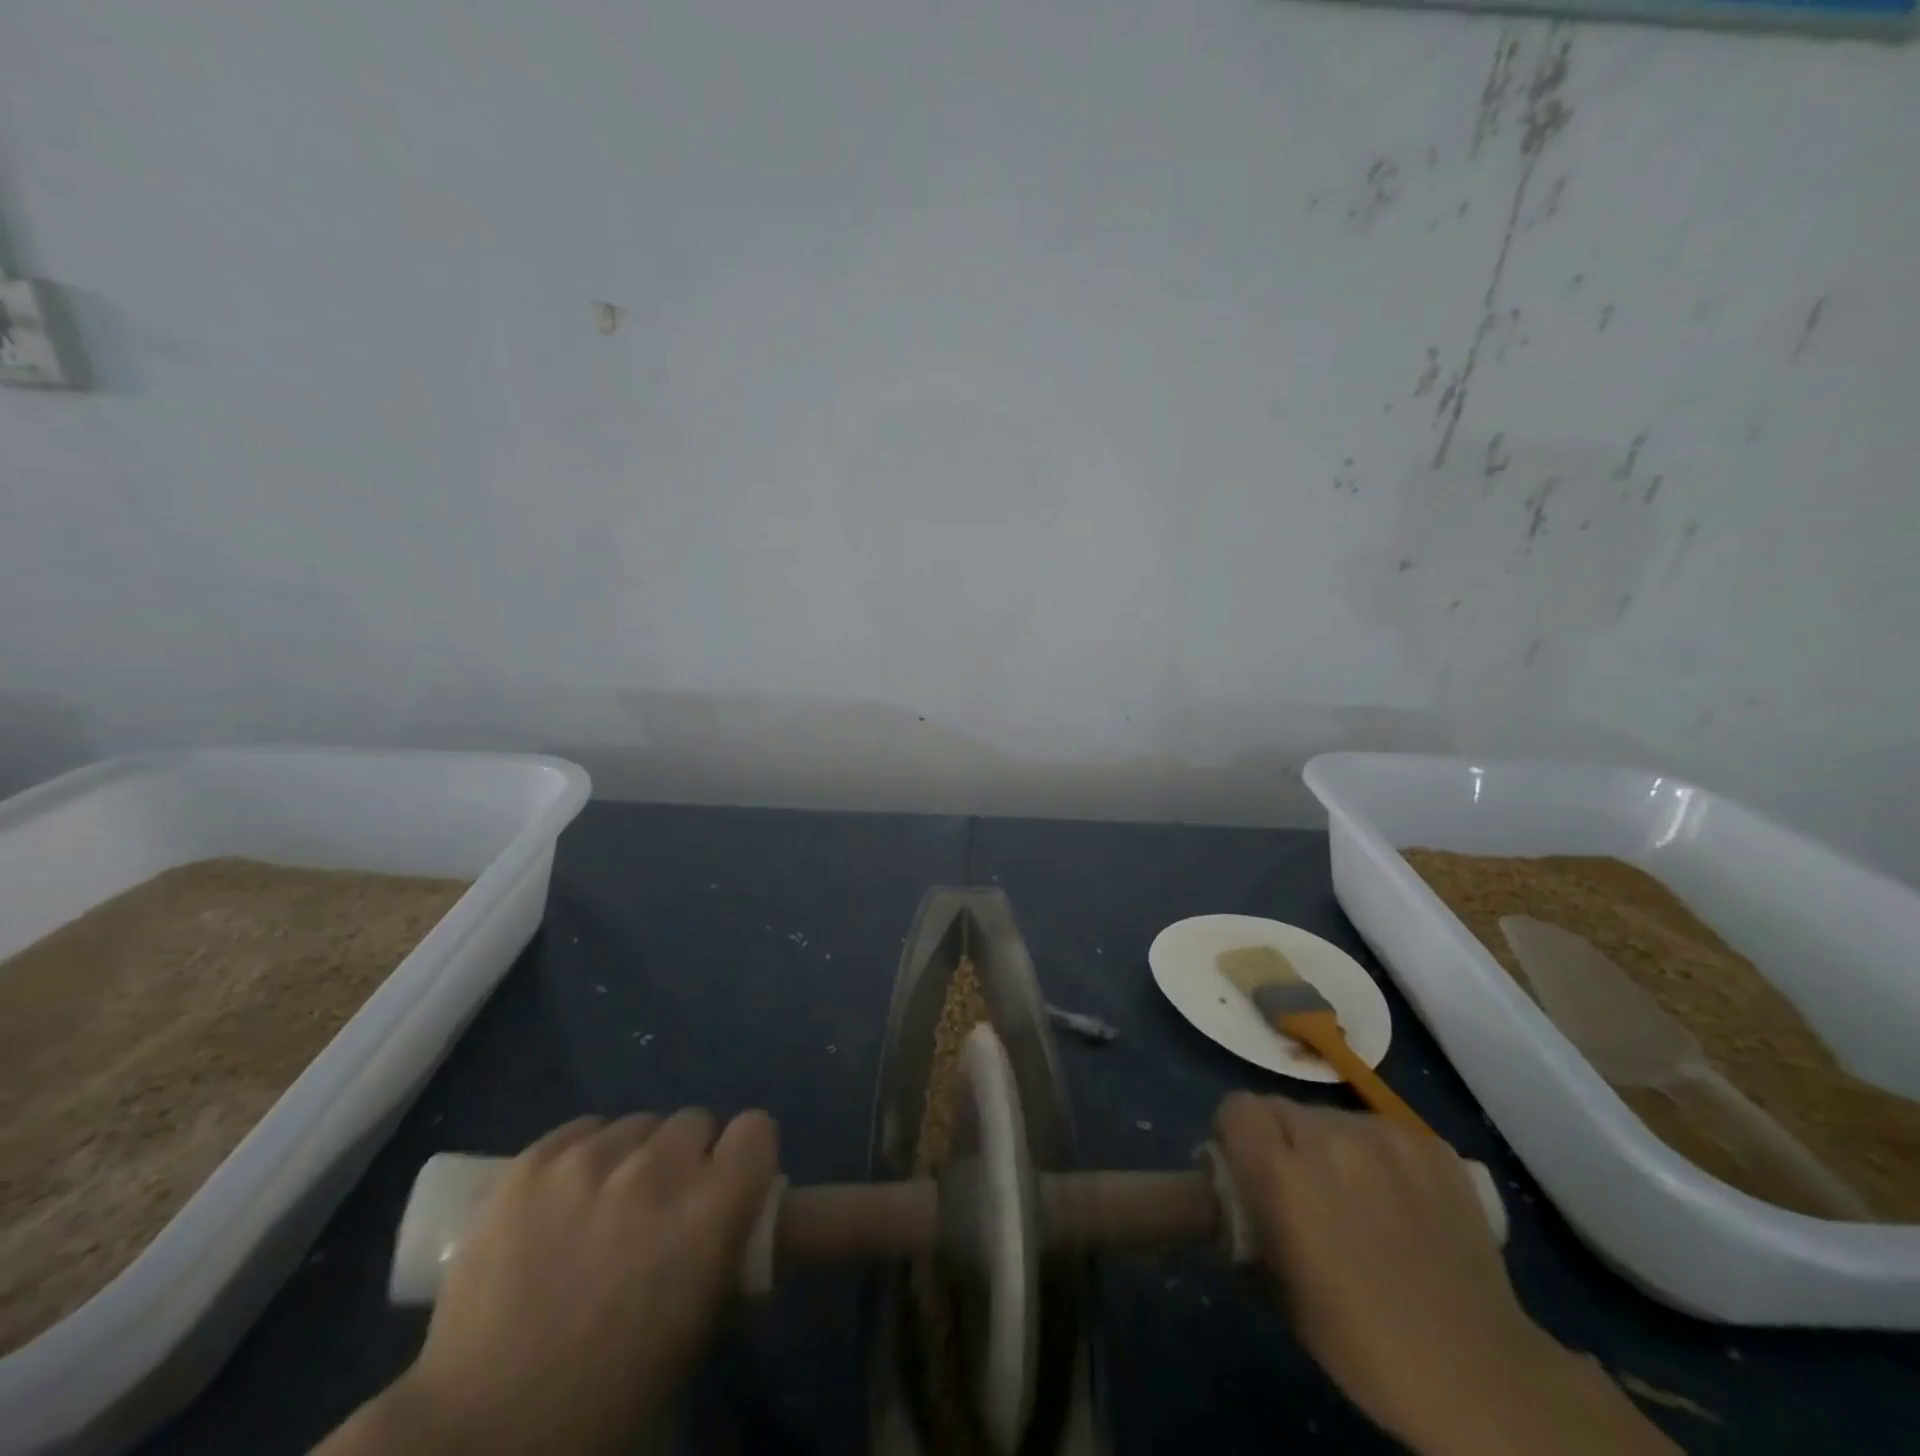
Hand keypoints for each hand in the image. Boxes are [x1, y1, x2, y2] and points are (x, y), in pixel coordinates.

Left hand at [320, 1109, 777, 1455]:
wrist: (482, 1431)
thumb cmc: (609, 1394)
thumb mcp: (697, 1328)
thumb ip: (723, 1252)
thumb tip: (731, 1217)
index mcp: (709, 1212)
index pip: (756, 1129)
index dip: (744, 1155)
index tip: (727, 1182)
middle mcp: (657, 1171)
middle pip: (694, 1120)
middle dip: (685, 1157)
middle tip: (659, 1205)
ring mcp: (589, 1161)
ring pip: (637, 1124)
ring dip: (633, 1156)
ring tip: (602, 1205)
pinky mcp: (532, 1163)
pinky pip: (582, 1130)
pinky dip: (584, 1155)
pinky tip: (562, 1200)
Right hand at [1215, 1093, 1675, 1455]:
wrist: (1477, 1373)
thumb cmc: (1359, 1341)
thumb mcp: (1276, 1287)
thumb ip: (1247, 1220)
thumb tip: (1233, 1190)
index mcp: (1281, 1173)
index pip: (1236, 1108)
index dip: (1235, 1133)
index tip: (1247, 1164)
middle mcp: (1326, 1137)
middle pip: (1282, 1108)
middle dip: (1283, 1140)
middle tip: (1303, 1187)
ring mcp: (1382, 1135)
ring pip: (1332, 1117)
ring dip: (1330, 1145)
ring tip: (1359, 1197)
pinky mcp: (1428, 1143)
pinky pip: (1381, 1130)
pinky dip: (1379, 1155)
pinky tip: (1401, 1201)